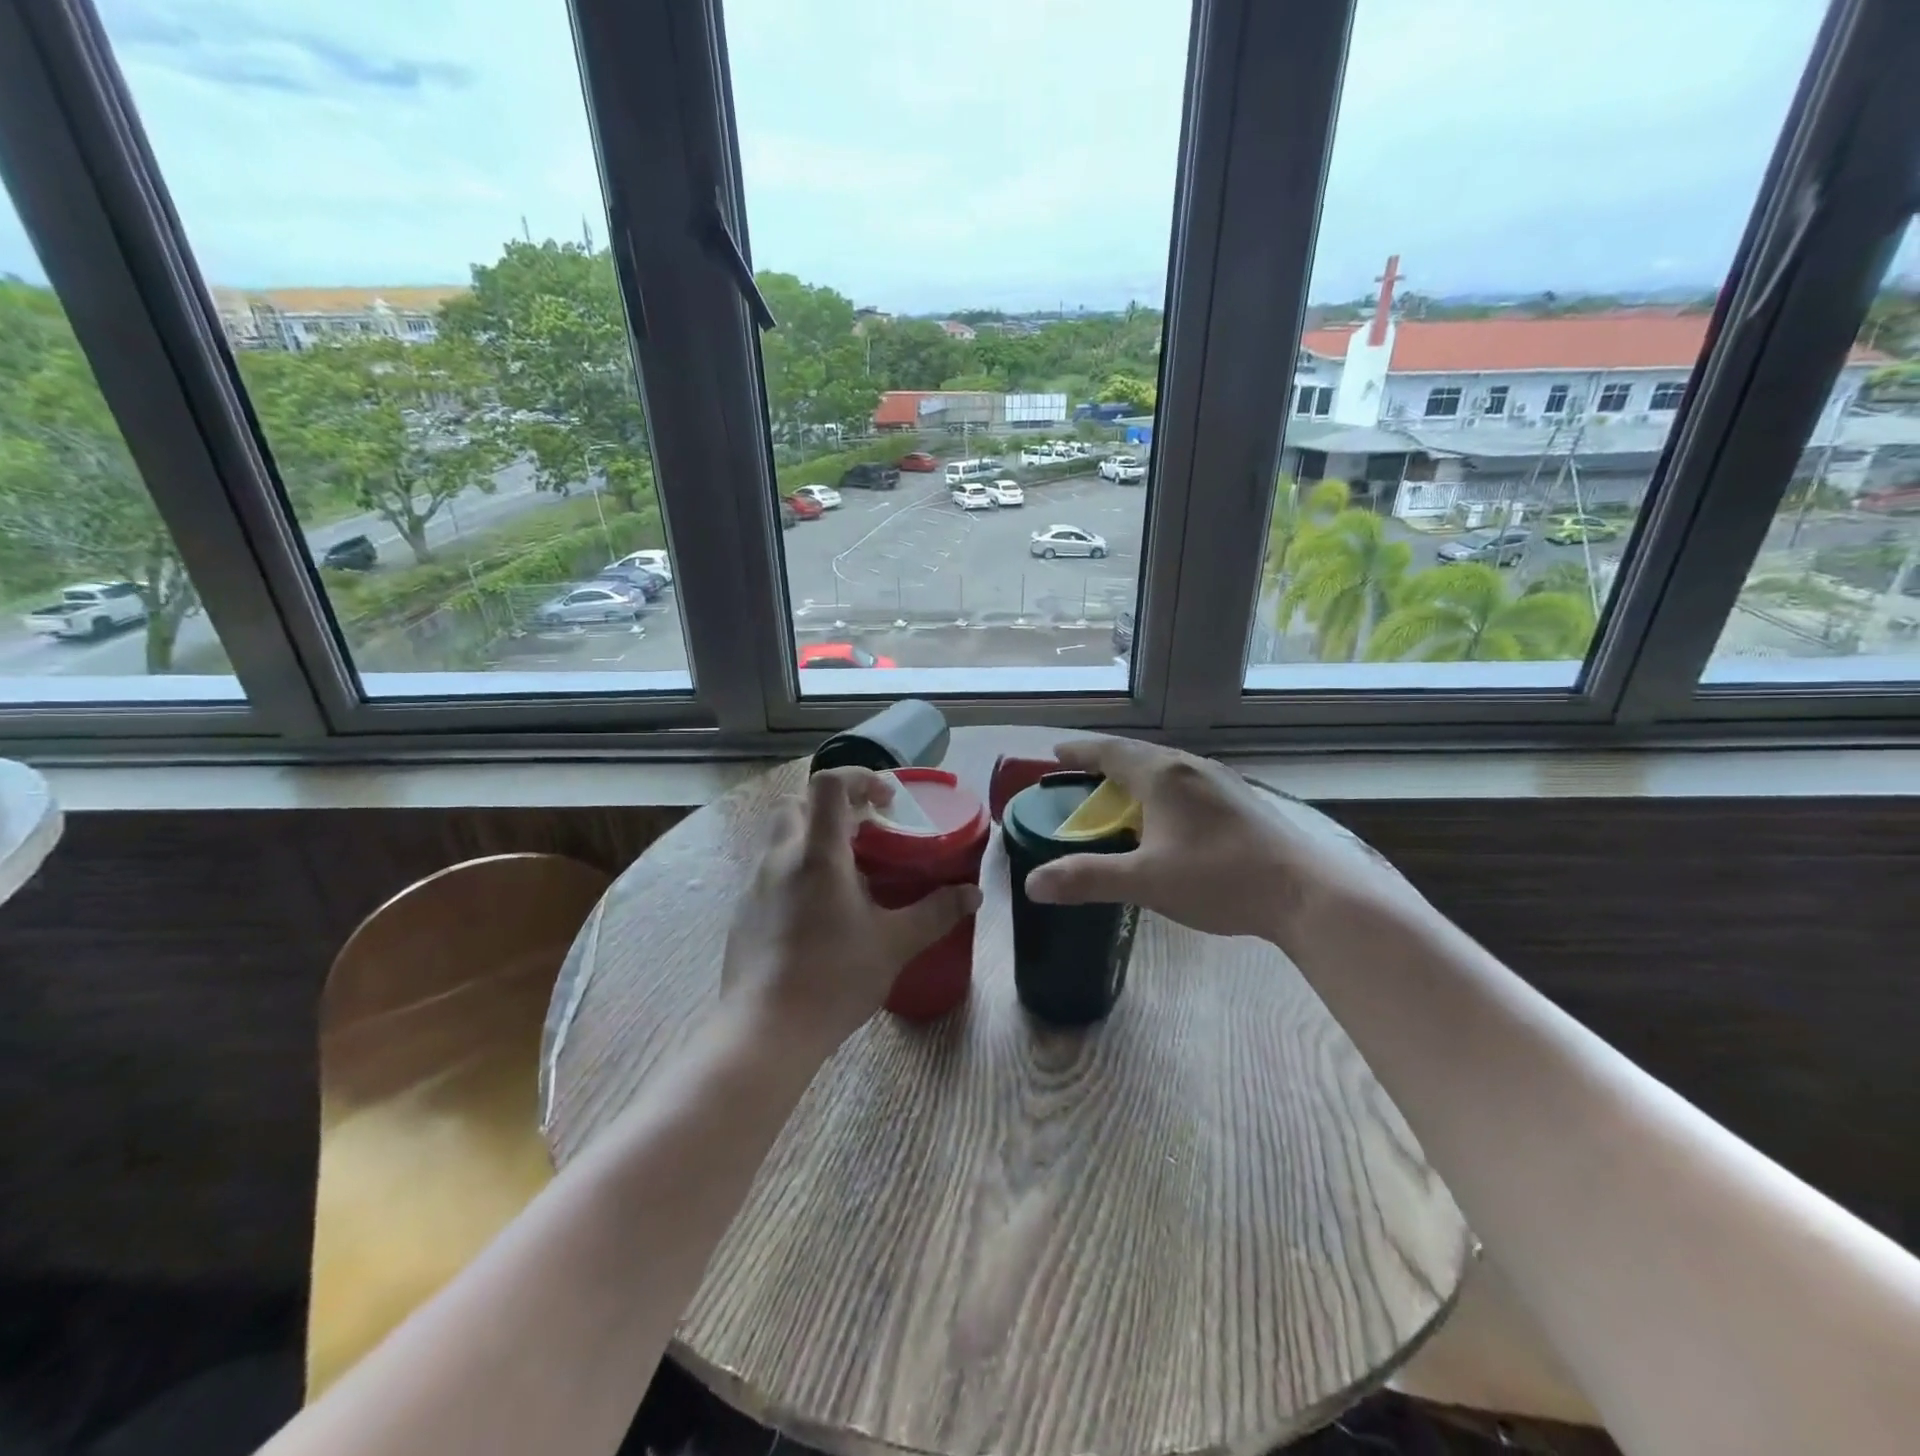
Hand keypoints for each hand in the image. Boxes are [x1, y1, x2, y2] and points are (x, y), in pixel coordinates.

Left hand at [722, 767, 981, 1052]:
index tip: (887, 801)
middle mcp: (781, 858)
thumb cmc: (835, 978)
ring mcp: (755, 884)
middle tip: (866, 834)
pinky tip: (818, 912)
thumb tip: (974, 894)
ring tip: (847, 874)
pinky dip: (796, 871)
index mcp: (818, 854)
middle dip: (833, 807)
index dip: (860, 777)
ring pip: (781, 838)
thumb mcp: (895, 944)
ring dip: (813, 838)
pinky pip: (771, 872)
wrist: (766, 1031)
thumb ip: (937, 912)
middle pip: (799, 804)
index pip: (829, 784)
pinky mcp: (743, 912)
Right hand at [1022, 739, 1411, 948]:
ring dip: (1137, 775)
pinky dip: (1163, 789)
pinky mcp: (1242, 800)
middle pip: (1138, 754)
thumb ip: (1088, 879)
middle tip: (1082, 776)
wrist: (1306, 893)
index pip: (1110, 752)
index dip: (1080, 751)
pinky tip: (1169, 815)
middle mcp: (1191, 767)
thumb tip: (1033, 884)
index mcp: (1163, 776)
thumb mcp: (1146, 882)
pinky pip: (1188, 782)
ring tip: (1121, 793)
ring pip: (1167, 767)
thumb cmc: (1220, 880)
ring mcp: (1221, 782)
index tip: (1056, 753)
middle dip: (1106, 762)